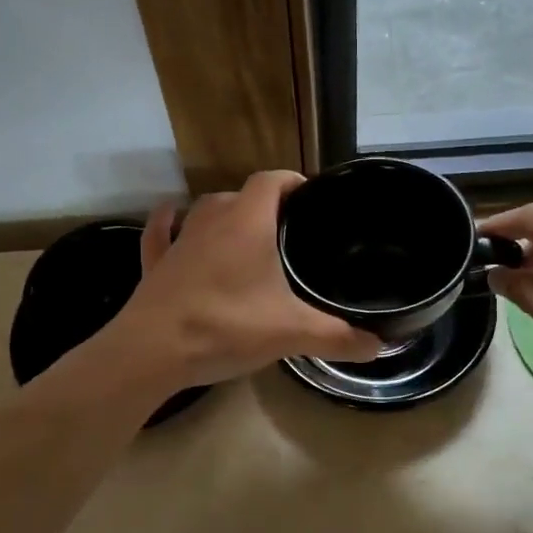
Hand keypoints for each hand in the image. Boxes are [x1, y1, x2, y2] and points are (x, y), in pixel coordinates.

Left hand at [109, 172, 382, 389]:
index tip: (311, 198)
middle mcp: (210, 220)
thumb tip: (380, 346)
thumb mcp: (292, 333)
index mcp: (247, 222)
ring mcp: (179, 241)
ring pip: (203, 211)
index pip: (272, 181)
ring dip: (224, 214)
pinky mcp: (155, 264)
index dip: (293, 182)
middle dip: (263, 205)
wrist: (153, 351)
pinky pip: (161, 233)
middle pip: (239, 194)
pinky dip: (168, 223)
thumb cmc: (227, 327)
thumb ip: (338, 338)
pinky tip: (172, 217)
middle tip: (287, 230)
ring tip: (246, 232)